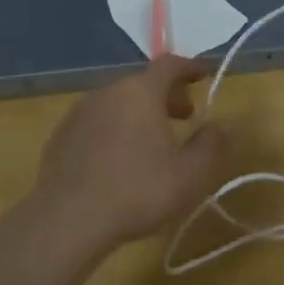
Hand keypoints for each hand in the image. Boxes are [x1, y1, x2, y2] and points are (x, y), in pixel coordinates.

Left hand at [27, 56, 229, 253]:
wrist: (68, 219)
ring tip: (151, 141)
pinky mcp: (61, 135)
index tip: (203, 74)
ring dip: (138, 113)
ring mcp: (80, 112)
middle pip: (142, 84)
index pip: (169, 65)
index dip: (189, 67)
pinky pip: (96, 122)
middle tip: (184, 116)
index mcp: (140, 92)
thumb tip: (222, 125)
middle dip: (166, 96)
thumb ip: (210, 145)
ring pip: (117, 103)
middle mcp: (108, 92)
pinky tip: (117, 158)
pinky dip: (113, 129)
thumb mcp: (189, 174)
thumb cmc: (138, 190)